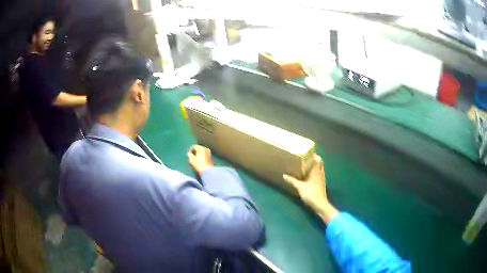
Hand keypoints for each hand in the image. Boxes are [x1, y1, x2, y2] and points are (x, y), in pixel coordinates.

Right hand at [187, 145, 214, 173]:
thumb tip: (189, 153)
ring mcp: (209, 153)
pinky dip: (201, 156)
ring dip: (198, 153)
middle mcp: (206, 149)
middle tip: (191, 156)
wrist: (208, 171)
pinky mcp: (210, 157)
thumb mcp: (192, 160)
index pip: (194, 146)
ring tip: (195, 158)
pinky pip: (204, 154)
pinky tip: (199, 160)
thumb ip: (190, 155)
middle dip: (195, 151)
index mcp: (201, 148)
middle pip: (199, 148)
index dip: (190, 149)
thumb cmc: (199, 164)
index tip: (188, 154)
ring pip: (202, 151)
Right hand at [283, 154, 337, 222]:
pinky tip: (309, 175)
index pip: (317, 159)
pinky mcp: (322, 183)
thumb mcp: (299, 186)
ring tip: (307, 165)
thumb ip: (292, 180)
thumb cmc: (310, 193)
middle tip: (306, 158)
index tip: (307, 152)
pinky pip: (319, 174)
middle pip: (320, 163)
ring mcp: (322, 178)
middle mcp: (320, 173)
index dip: (314, 154)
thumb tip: (284, 175)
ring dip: (315, 165)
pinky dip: (315, 172)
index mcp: (316, 171)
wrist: (319, 204)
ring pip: (320, 168)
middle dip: (314, 159)